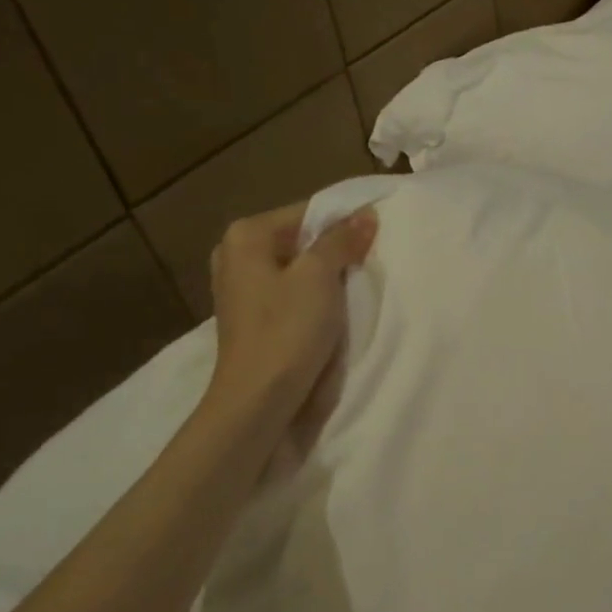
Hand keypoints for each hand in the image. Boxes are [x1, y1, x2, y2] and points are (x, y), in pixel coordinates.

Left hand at [206, 201, 377, 419]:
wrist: (258, 399)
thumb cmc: (287, 330)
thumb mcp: (320, 276)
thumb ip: (342, 239)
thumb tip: (366, 214)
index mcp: (246, 235)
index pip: (308, 212)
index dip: (345, 223)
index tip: (376, 238)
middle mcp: (235, 253)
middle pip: (300, 239)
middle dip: (333, 249)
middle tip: (368, 261)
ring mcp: (238, 286)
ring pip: (296, 266)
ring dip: (325, 275)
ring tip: (352, 286)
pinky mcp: (249, 315)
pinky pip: (288, 291)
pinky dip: (310, 295)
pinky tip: (330, 309)